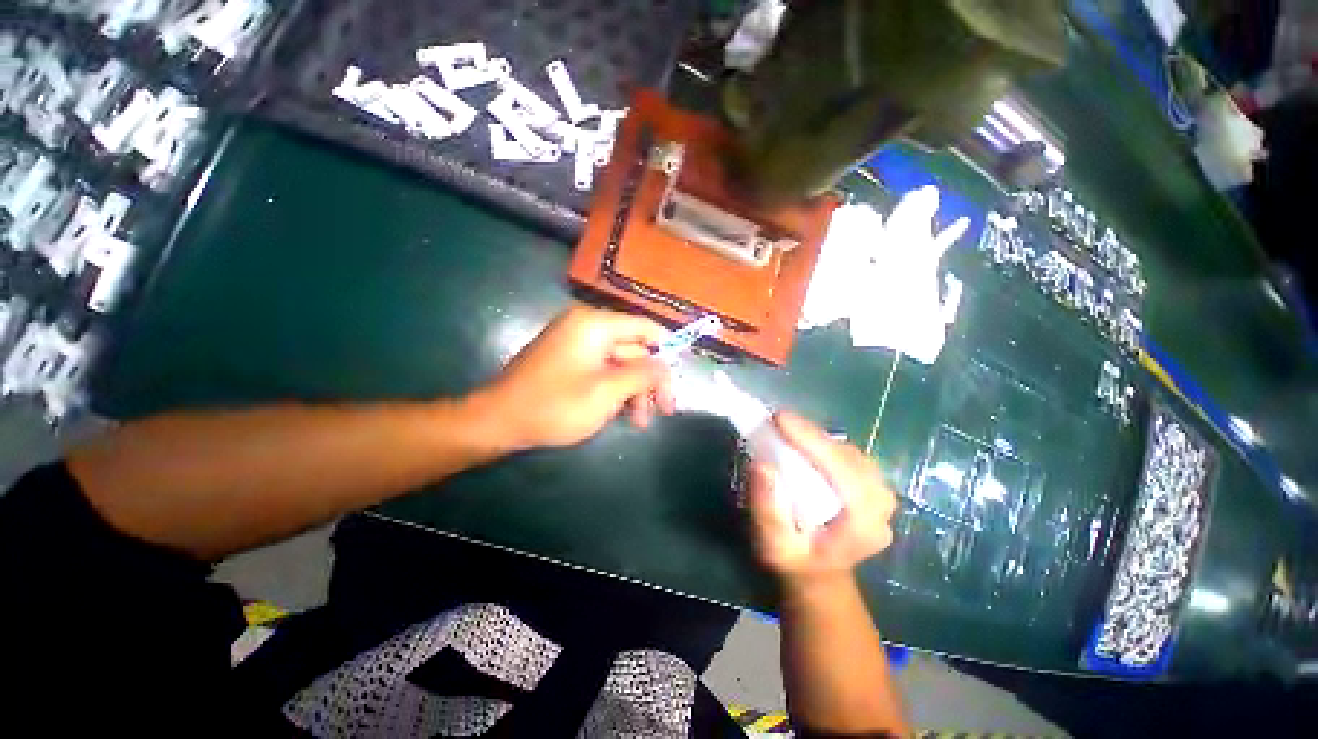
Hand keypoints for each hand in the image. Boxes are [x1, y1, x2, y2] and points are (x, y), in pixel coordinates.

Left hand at [471, 305, 674, 451]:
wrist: (498, 421)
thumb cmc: (556, 405)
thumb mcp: (608, 391)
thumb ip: (643, 374)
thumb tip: (666, 365)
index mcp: (595, 324)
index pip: (645, 327)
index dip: (667, 349)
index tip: (678, 375)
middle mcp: (587, 326)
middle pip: (634, 348)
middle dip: (650, 380)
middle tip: (664, 410)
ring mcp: (576, 344)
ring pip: (619, 363)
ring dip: (634, 390)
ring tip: (640, 421)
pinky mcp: (569, 360)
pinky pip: (602, 370)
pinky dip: (615, 389)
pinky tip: (622, 414)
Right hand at [748, 412, 897, 587]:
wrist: (818, 574)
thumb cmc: (794, 562)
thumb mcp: (772, 545)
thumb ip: (768, 509)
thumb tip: (762, 465)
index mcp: (863, 527)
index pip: (843, 473)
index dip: (812, 441)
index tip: (780, 418)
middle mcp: (881, 508)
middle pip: (848, 457)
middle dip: (811, 435)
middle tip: (777, 422)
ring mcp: (881, 494)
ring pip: (849, 452)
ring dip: (817, 437)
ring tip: (787, 430)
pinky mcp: (872, 484)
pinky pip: (847, 453)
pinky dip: (822, 442)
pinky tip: (803, 441)